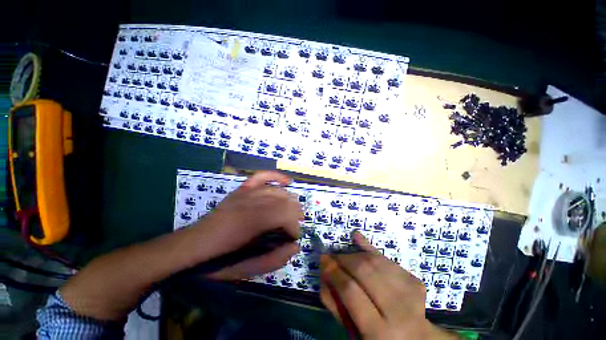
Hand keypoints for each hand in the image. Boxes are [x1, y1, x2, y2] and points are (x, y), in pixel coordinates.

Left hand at [195, 171, 302, 279]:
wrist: (193, 245)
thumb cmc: (219, 260)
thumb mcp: (246, 269)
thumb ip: (274, 260)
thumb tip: (295, 246)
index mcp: (252, 222)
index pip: (286, 215)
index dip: (294, 228)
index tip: (292, 239)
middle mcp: (251, 202)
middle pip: (285, 201)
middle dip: (295, 214)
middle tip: (293, 228)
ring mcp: (246, 192)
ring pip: (278, 190)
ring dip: (291, 201)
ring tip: (293, 212)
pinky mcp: (242, 189)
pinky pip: (262, 176)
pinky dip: (276, 176)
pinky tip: (287, 181)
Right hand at [320, 232, 456, 338]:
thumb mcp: (353, 332)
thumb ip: (335, 304)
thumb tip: (325, 271)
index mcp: (379, 333)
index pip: (350, 291)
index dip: (334, 272)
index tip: (323, 259)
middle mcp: (398, 311)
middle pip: (365, 270)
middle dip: (344, 259)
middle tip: (333, 256)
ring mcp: (411, 293)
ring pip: (375, 260)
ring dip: (355, 254)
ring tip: (345, 256)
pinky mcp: (415, 280)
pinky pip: (385, 258)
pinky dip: (369, 248)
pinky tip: (357, 239)